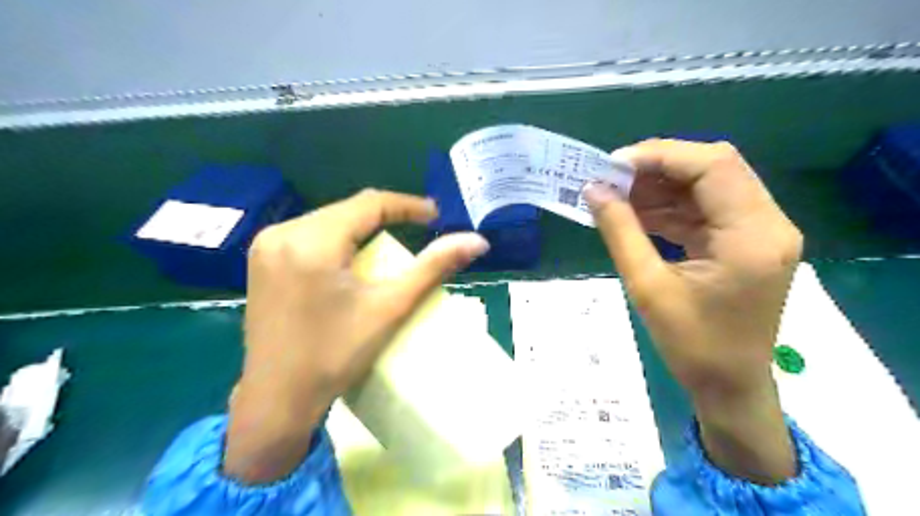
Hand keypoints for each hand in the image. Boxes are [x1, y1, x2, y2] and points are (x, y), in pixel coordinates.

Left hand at [224, 189, 486, 482]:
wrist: (277, 398)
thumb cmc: (336, 355)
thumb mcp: (390, 308)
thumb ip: (433, 268)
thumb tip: (477, 242)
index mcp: (312, 241)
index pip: (369, 204)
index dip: (406, 205)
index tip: (434, 215)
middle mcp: (282, 233)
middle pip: (346, 210)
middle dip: (384, 217)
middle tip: (417, 230)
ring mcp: (266, 246)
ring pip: (327, 221)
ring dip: (361, 229)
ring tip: (389, 245)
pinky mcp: (261, 260)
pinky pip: (309, 235)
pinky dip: (338, 241)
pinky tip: (351, 259)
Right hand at [586, 137, 802, 483]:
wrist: (728, 386)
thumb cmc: (691, 345)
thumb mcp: (647, 286)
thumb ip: (620, 231)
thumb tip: (592, 190)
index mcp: (752, 235)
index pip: (713, 166)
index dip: (660, 156)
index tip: (612, 166)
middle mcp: (767, 223)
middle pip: (714, 168)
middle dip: (657, 168)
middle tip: (611, 179)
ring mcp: (758, 231)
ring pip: (707, 186)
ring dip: (660, 188)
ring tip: (616, 197)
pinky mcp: (744, 242)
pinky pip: (704, 210)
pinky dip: (669, 208)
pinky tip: (636, 215)